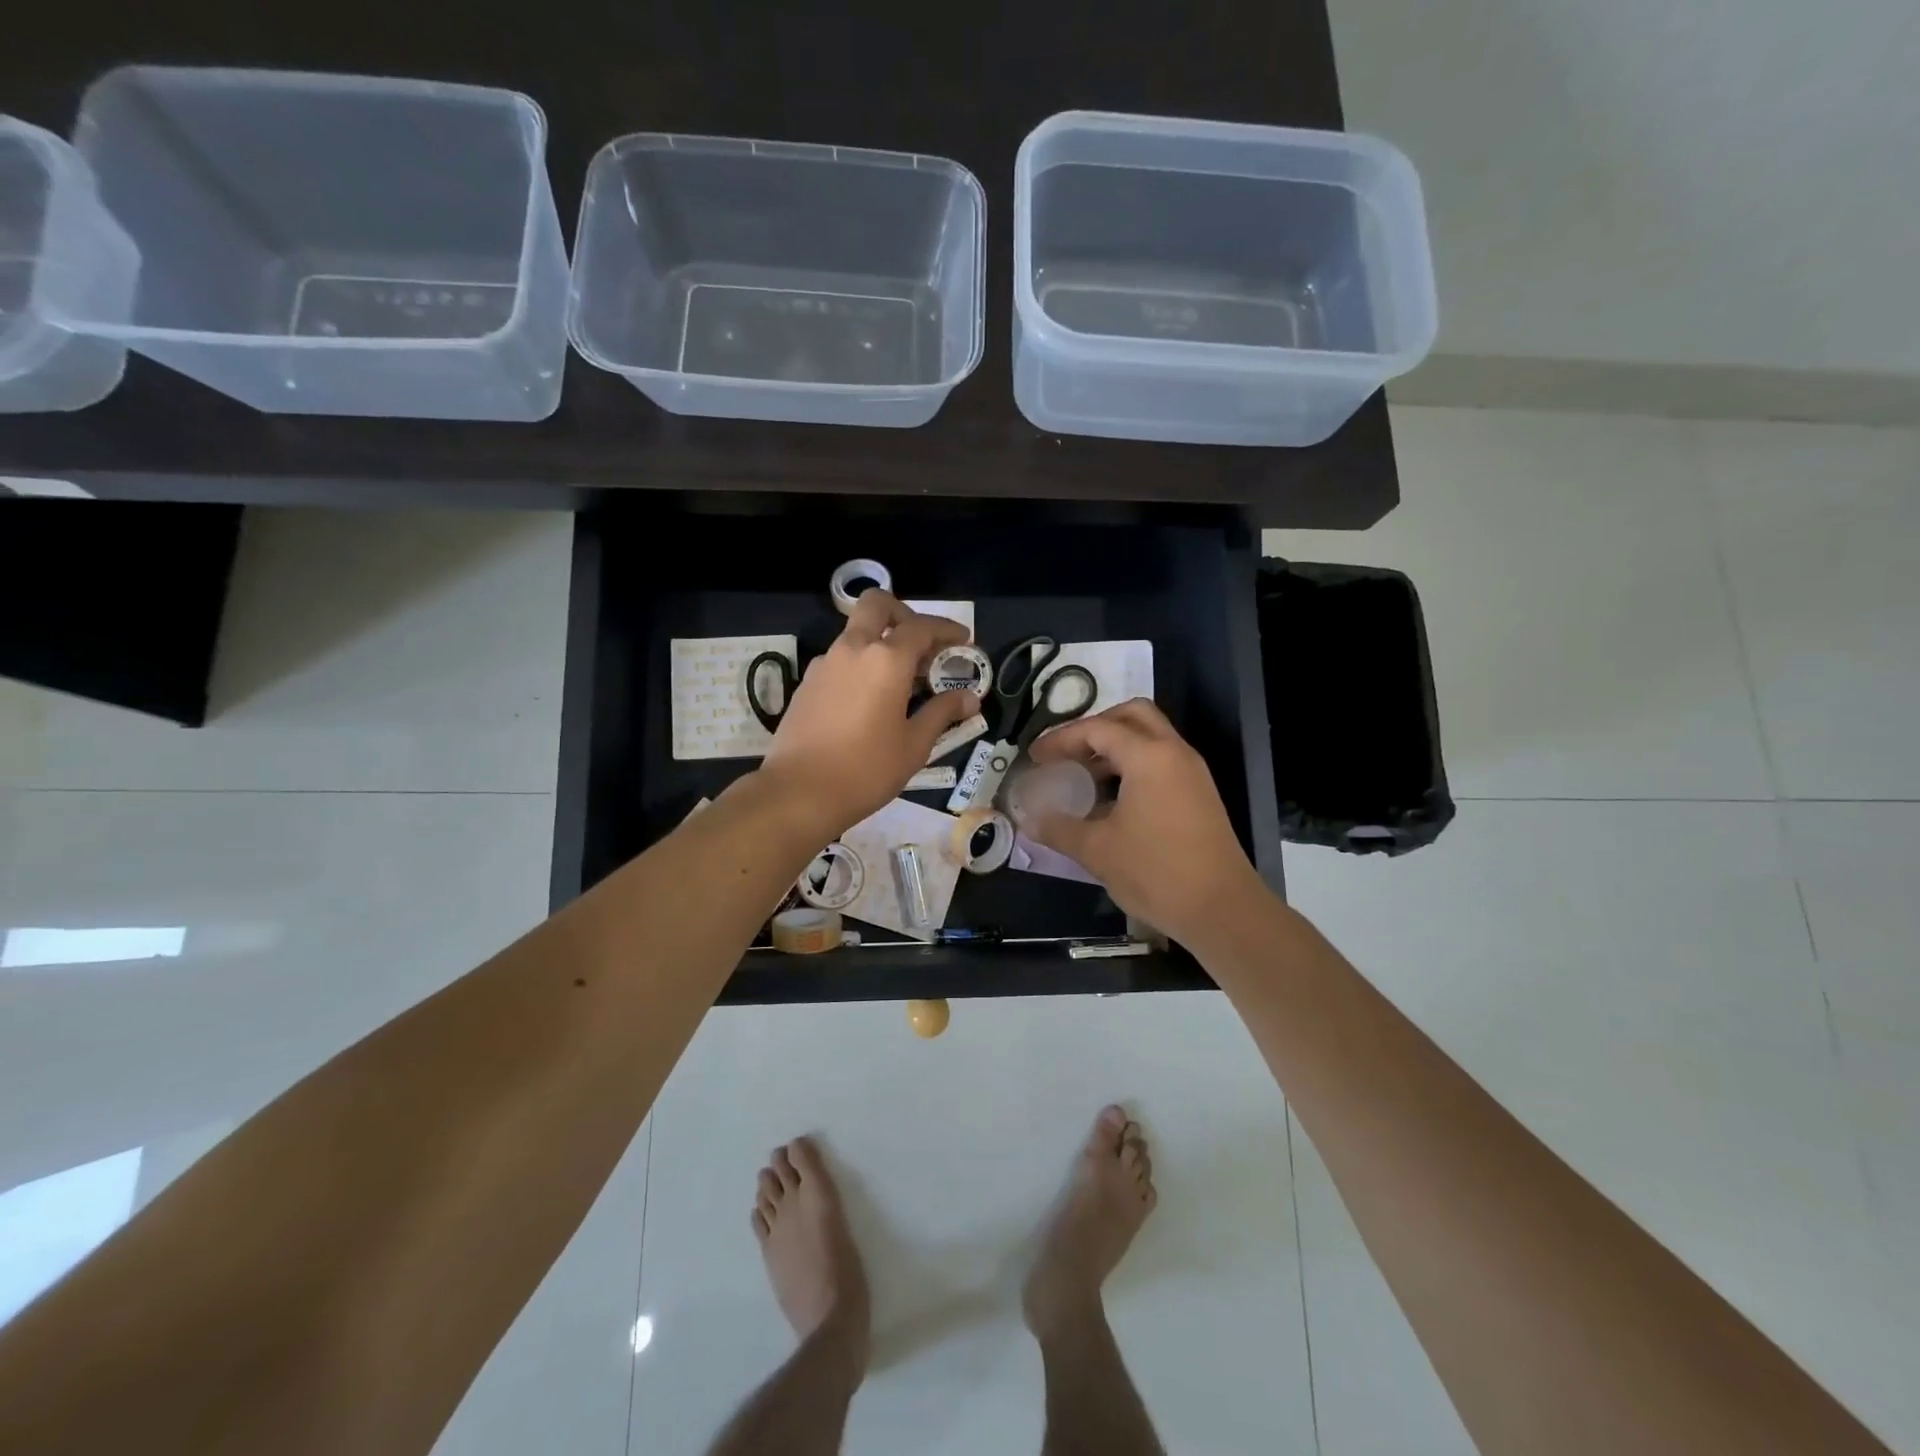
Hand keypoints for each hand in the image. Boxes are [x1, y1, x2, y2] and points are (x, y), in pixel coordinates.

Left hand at [759, 591, 980, 836]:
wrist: (799, 792)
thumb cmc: (866, 769)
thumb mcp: (914, 745)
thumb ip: (942, 713)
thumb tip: (969, 698)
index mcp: (886, 660)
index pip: (922, 627)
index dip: (947, 630)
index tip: (964, 641)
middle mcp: (853, 649)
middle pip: (877, 605)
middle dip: (904, 615)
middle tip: (923, 645)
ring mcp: (825, 664)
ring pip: (856, 632)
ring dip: (881, 642)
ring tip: (902, 680)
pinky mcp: (807, 683)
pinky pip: (840, 659)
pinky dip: (861, 664)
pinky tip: (870, 699)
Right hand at [1026, 699, 1267, 945]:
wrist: (1222, 910)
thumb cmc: (1156, 872)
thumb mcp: (1097, 851)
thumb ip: (1059, 829)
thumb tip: (1030, 820)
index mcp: (1149, 757)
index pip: (1098, 729)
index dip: (1061, 739)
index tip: (1035, 758)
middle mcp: (1174, 753)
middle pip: (1132, 715)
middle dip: (1095, 727)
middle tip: (1067, 752)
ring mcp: (1192, 773)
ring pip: (1150, 737)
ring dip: (1115, 746)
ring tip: (1083, 775)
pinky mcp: (1199, 794)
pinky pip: (1161, 761)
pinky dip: (1133, 765)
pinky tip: (1111, 798)